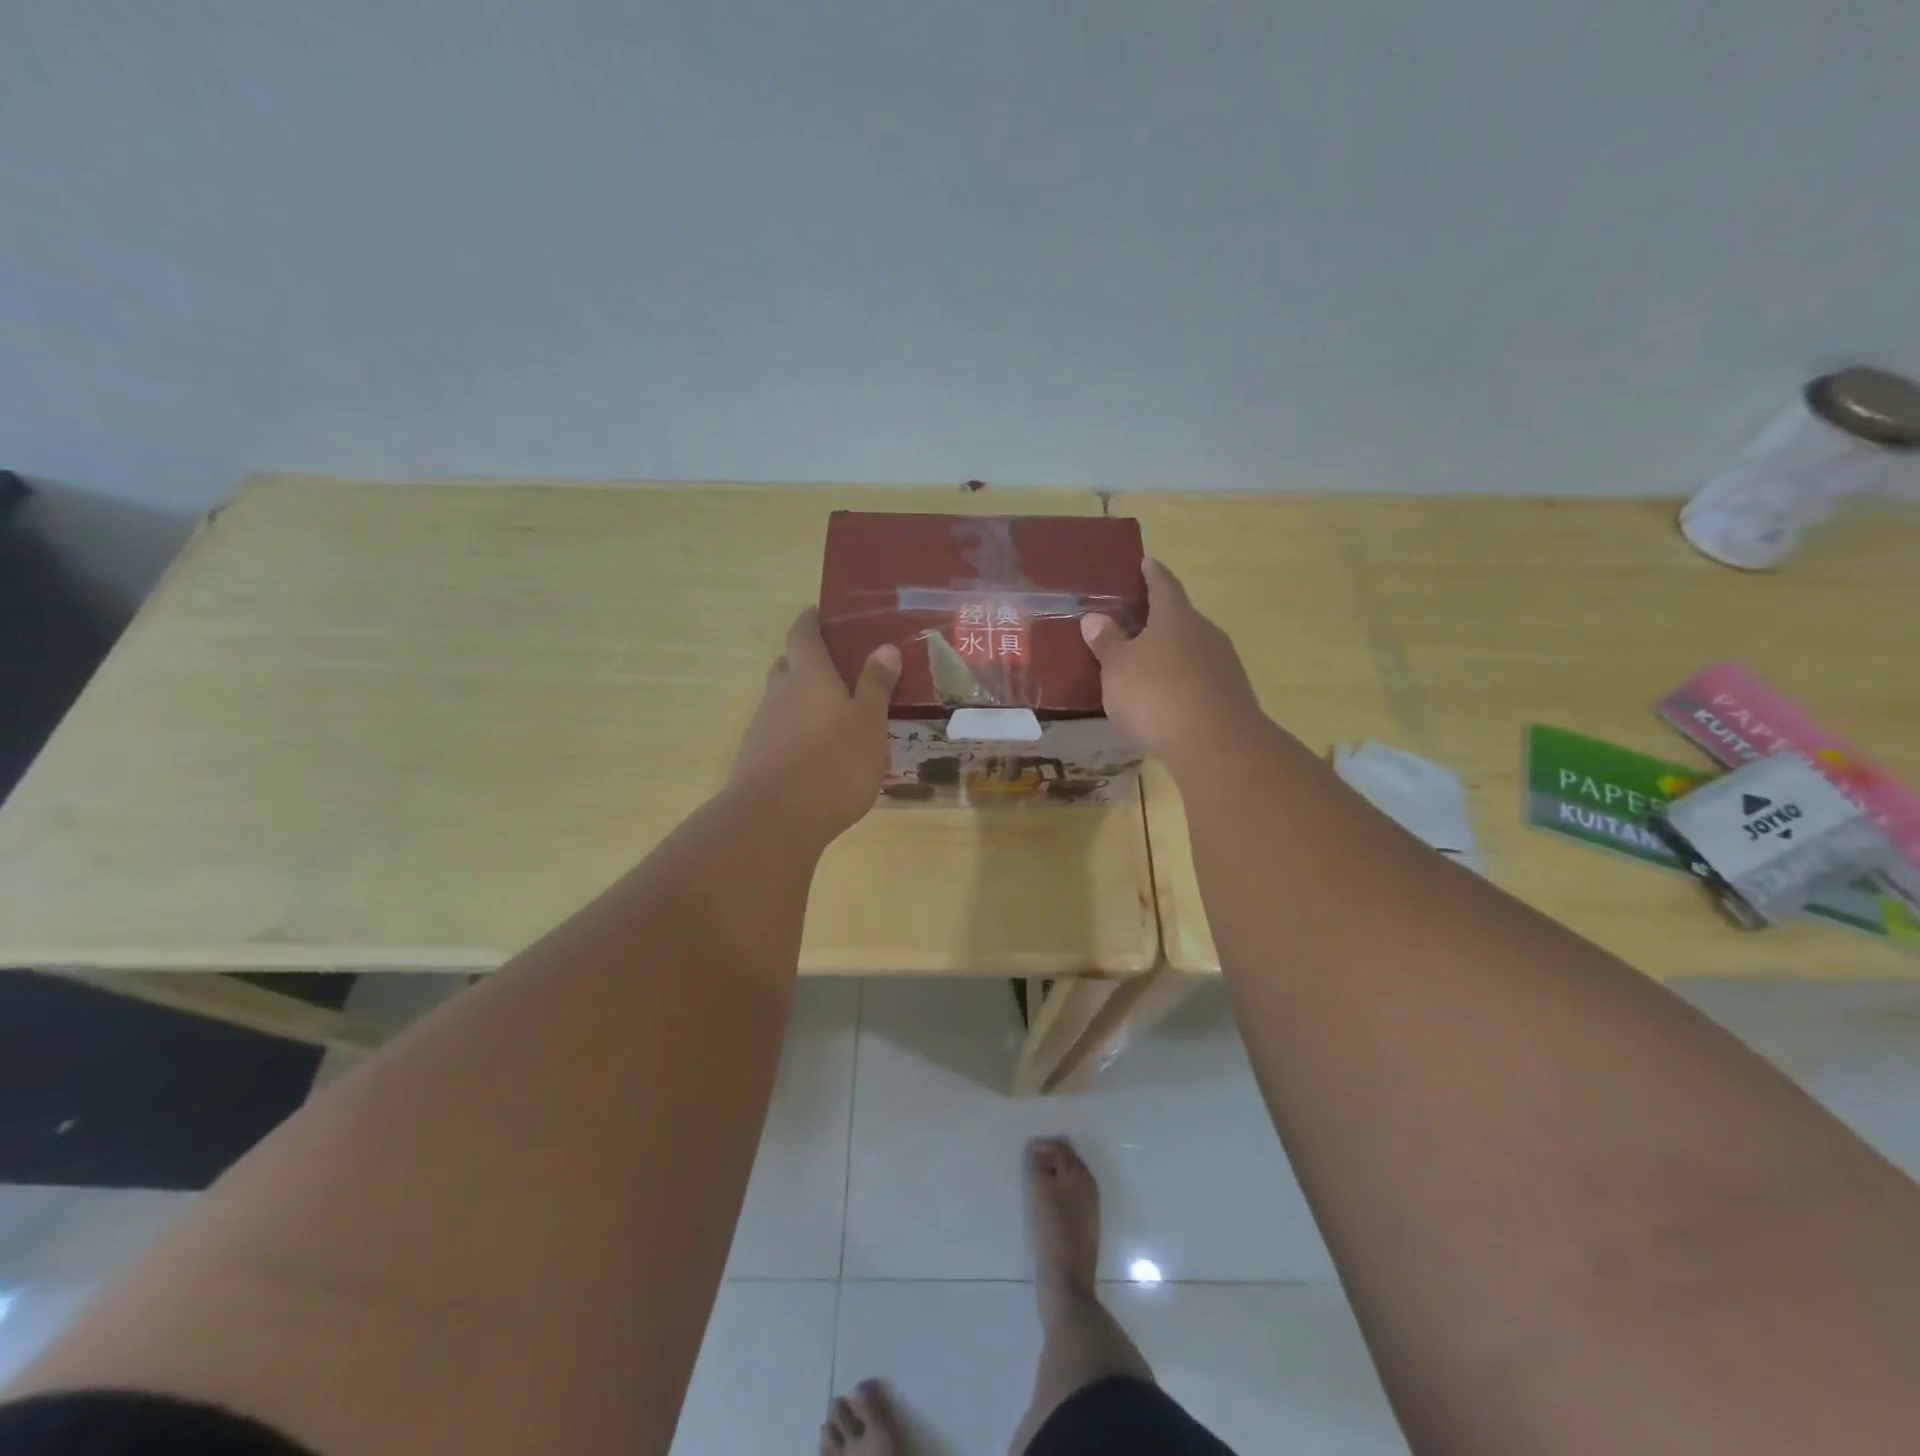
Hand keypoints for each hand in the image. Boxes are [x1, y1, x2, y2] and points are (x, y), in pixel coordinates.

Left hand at [729, 609, 900, 842]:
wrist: (774, 821)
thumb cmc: (833, 763)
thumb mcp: (868, 723)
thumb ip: (876, 685)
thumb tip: (884, 647)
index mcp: (808, 675)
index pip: (803, 633)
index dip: (812, 621)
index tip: (824, 616)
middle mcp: (779, 693)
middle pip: (789, 665)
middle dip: (810, 662)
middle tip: (841, 669)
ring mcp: (763, 726)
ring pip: (783, 700)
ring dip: (804, 700)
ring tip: (837, 715)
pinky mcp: (757, 758)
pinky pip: (780, 731)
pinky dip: (798, 731)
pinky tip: (819, 752)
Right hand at [1080, 558, 1263, 766]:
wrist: (1216, 746)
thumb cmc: (1156, 695)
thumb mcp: (1118, 668)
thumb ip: (1107, 642)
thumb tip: (1095, 618)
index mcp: (1176, 616)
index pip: (1163, 584)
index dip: (1152, 573)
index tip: (1145, 562)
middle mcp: (1205, 633)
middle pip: (1180, 618)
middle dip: (1158, 619)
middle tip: (1133, 623)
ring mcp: (1223, 665)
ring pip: (1191, 650)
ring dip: (1170, 654)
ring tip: (1145, 665)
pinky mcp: (1230, 697)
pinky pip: (1199, 680)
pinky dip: (1181, 682)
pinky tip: (1165, 699)